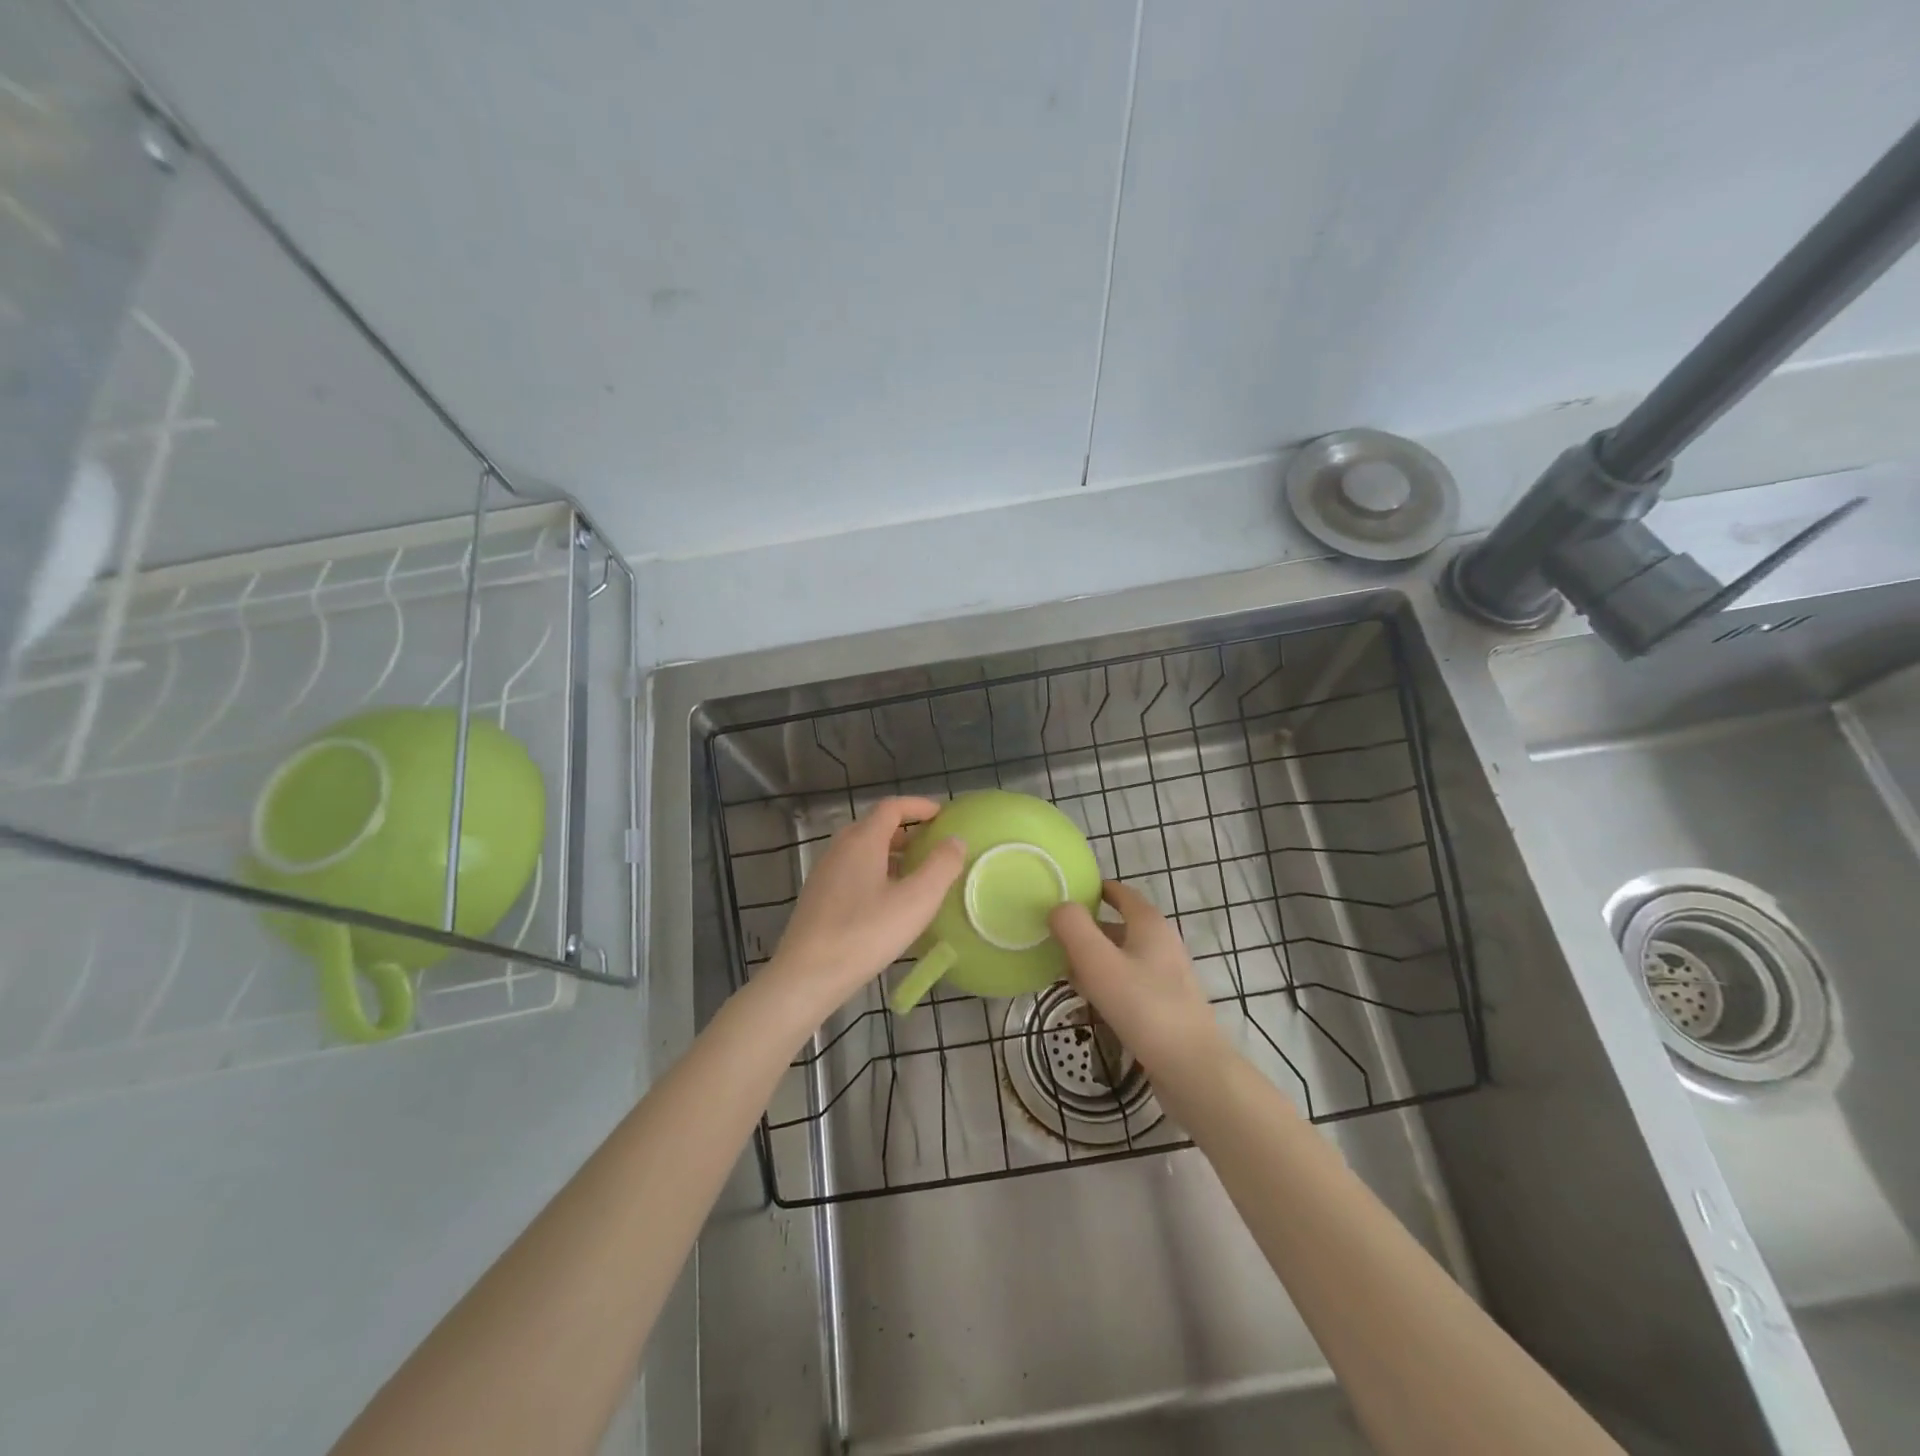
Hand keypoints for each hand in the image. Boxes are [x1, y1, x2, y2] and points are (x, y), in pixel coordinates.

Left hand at [763, 797, 965, 1021]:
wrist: (807, 975)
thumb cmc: (866, 933)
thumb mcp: (916, 900)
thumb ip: (941, 866)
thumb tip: (955, 840)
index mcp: (862, 840)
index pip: (891, 807)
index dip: (918, 806)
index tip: (942, 815)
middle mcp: (839, 848)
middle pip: (875, 826)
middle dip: (907, 831)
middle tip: (933, 846)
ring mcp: (825, 873)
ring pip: (862, 850)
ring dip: (891, 853)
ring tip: (915, 875)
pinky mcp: (818, 897)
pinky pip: (852, 871)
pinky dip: (875, 872)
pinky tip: (888, 902)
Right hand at [1049, 880, 1223, 1075]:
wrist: (1192, 1068)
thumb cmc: (1143, 1007)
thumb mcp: (1098, 962)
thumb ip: (1073, 928)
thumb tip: (1058, 907)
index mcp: (1149, 924)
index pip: (1120, 892)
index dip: (1094, 889)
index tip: (1064, 895)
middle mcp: (1162, 943)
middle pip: (1119, 925)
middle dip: (1087, 928)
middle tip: (1053, 936)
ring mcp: (1167, 976)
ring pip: (1123, 955)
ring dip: (1094, 958)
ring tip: (1063, 969)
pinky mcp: (1166, 1005)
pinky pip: (1130, 982)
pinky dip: (1107, 982)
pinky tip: (1089, 1000)